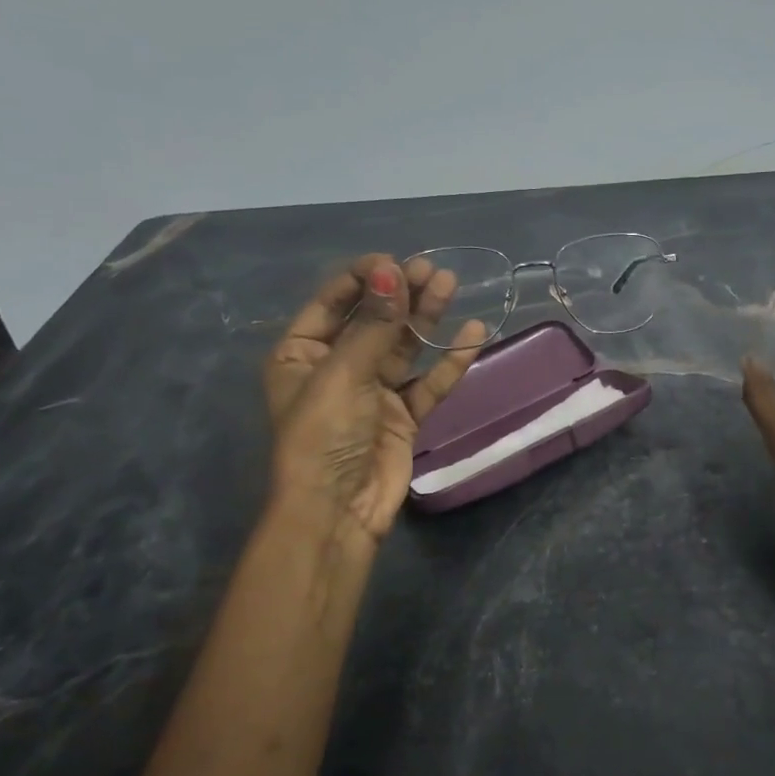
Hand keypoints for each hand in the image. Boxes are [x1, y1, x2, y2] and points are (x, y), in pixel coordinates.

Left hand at [264, 255, 485, 549]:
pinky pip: (428, 381)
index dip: (364, 279)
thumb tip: (392, 270)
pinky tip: (473, 334)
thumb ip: (373, 324)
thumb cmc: (323, 436)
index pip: (333, 302)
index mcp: (301, 354)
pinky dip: (449, 360)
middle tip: (431, 270)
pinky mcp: (403, 415)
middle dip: (400, 294)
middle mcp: (336, 367)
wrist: (337, 513)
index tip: (396, 262)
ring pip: (403, 346)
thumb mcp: (343, 375)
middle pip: (373, 320)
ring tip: (449, 284)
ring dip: (425, 317)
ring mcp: (372, 391)